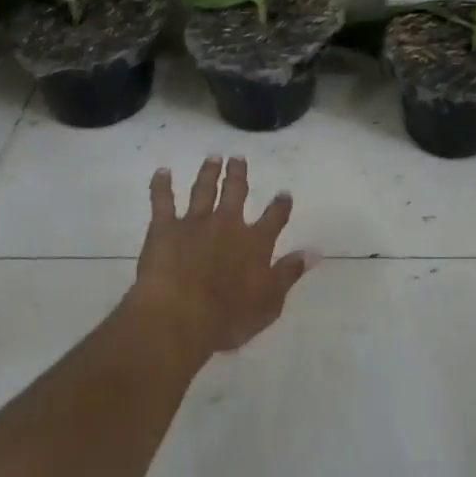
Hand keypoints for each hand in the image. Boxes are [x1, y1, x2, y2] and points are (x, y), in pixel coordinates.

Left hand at [131, 156, 312, 357]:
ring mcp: (195, 222)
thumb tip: (314, 252)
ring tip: (213, 158)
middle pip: (235, 191)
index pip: (274, 218)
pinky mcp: (165, 227)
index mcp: (255, 242)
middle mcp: (228, 224)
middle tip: (238, 158)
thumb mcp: (269, 302)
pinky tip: (162, 172)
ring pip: (203, 189)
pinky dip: (161, 185)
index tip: (284, 194)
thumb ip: (289, 273)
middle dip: (238, 174)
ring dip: (209, 172)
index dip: (280, 205)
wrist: (179, 316)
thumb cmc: (227, 318)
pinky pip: (162, 200)